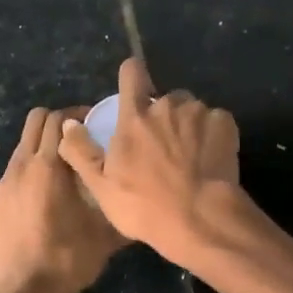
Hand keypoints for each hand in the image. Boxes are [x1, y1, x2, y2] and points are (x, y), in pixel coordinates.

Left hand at [0, 105, 126, 292]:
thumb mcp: (105, 236)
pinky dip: (29, 173)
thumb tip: (141, 198)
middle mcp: (21, 167)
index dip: (78, 115)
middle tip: (81, 140)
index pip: (58, 119)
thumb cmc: (66, 261)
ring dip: (43, 147)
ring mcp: (2, 186)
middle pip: (35, 121)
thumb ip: (121, 208)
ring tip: (64, 171)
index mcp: (47, 167)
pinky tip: (44, 200)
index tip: (96, 125)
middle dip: (58, 123)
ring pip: (22, 147)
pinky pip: (13, 174)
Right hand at [57, 58, 241, 266]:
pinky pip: (216, 121)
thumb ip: (81, 151)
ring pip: (192, 110)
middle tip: (164, 148)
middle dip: (164, 116)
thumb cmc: (144, 206)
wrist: (198, 219)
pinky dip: (214, 135)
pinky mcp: (225, 124)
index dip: (132, 76)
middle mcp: (166, 106)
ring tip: (190, 157)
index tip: (134, 87)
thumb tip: (68, 123)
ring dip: (189, 126)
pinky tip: (210, 160)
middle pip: (165, 99)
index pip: (132, 74)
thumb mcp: (101, 186)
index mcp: (134, 117)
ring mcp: (198, 113)